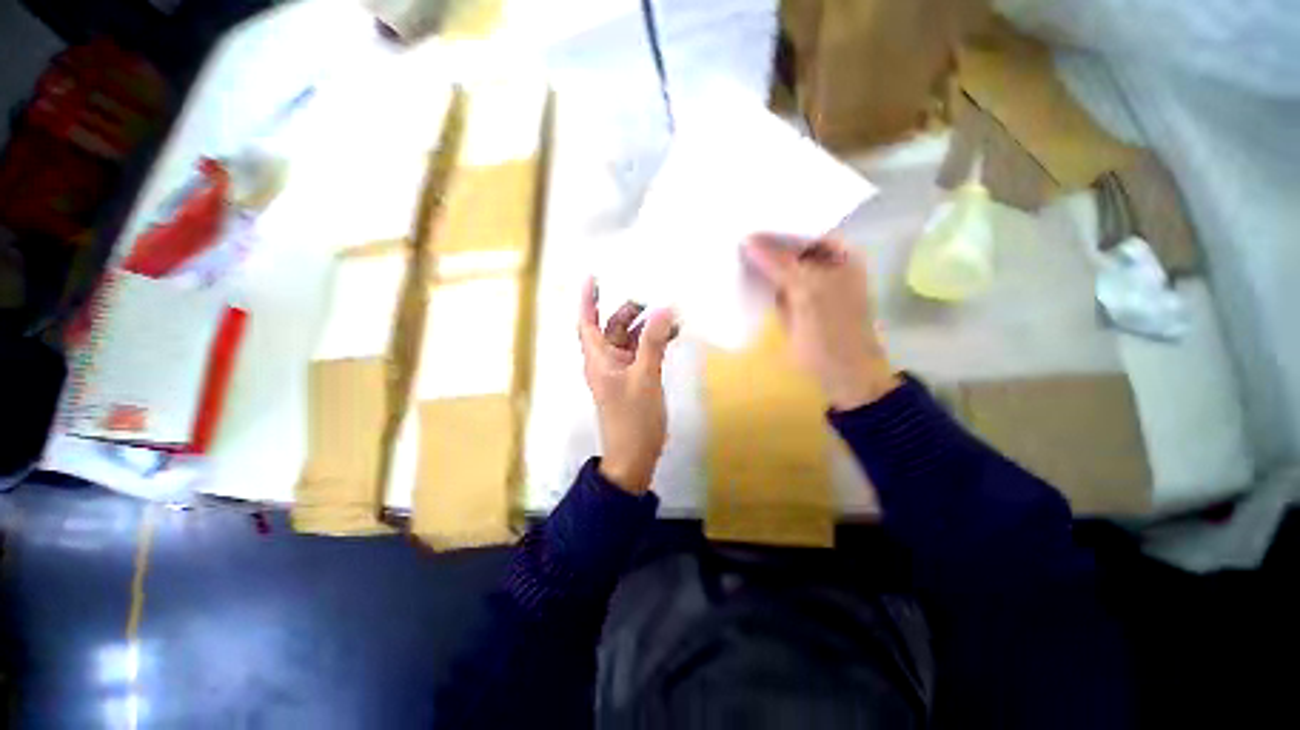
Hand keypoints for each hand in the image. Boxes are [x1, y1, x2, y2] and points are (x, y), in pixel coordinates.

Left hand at [577, 278, 676, 494]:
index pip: (587, 322)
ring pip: (630, 339)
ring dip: (646, 326)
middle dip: (629, 310)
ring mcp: (621, 370)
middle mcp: (606, 361)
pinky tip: (671, 334)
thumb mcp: (645, 377)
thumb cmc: (633, 418)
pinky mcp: (635, 379)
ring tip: (668, 312)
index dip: (589, 299)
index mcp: (598, 359)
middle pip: (613, 327)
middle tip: (652, 295)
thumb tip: (663, 309)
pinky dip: (654, 342)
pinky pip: (642, 353)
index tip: (593, 276)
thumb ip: (653, 342)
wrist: (634, 456)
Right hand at [743, 234, 899, 410]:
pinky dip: (757, 279)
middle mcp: (823, 264)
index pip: (804, 227)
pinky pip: (772, 284)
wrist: (839, 374)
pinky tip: (736, 272)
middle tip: (732, 228)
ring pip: (779, 266)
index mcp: (839, 253)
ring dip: (758, 260)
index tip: (747, 215)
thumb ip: (780, 264)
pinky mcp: (791, 302)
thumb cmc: (832, 332)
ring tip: (728, 245)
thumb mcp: (808, 292)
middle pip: (790, 246)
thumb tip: (747, 239)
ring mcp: (806, 284)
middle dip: (764, 241)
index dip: (778, 222)